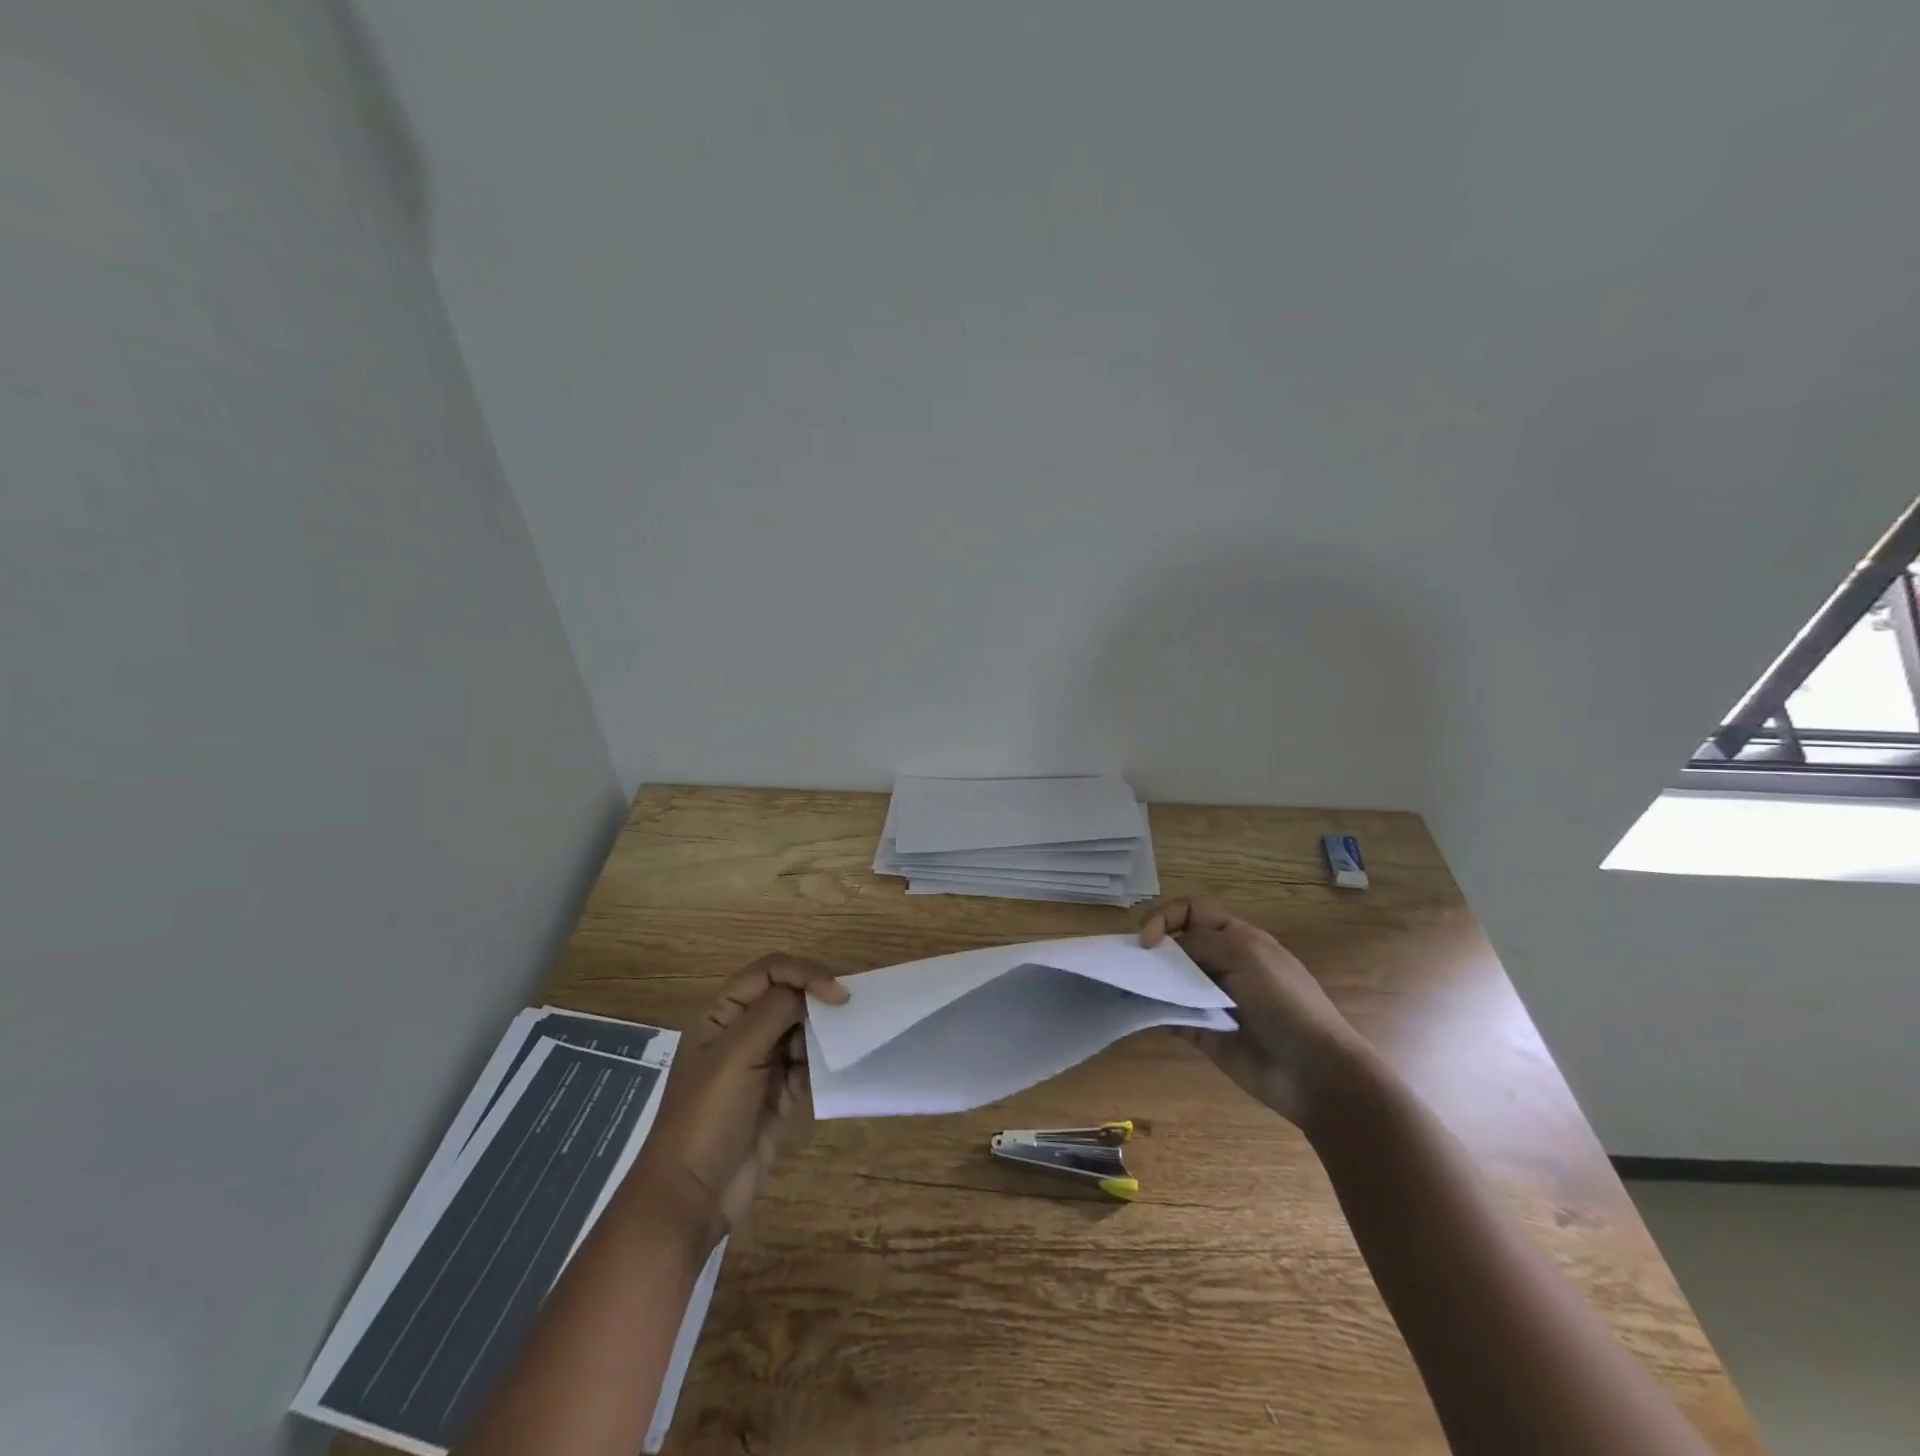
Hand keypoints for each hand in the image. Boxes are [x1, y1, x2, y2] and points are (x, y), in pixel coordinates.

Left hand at [628, 954, 848, 1244]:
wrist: (692, 1196)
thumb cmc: (707, 1115)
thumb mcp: (736, 1054)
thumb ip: (775, 1011)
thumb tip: (813, 990)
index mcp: (723, 1013)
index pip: (770, 971)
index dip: (805, 973)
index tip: (837, 994)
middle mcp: (742, 1031)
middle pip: (789, 996)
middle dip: (818, 1000)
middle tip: (850, 1013)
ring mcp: (761, 1063)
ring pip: (802, 1029)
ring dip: (823, 1031)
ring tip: (846, 1040)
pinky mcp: (779, 1093)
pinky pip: (808, 1064)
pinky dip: (823, 1061)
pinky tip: (837, 1066)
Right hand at [1141, 897, 1372, 1128]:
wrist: (1315, 1072)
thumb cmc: (1284, 1002)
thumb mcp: (1244, 954)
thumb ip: (1200, 942)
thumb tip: (1164, 947)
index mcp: (1238, 938)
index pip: (1192, 911)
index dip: (1166, 917)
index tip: (1147, 941)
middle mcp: (1223, 963)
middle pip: (1178, 944)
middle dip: (1153, 949)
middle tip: (1132, 963)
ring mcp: (1213, 999)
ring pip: (1171, 980)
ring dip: (1150, 980)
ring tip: (1128, 986)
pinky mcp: (1205, 1033)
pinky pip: (1172, 1016)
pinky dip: (1155, 1012)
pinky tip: (1141, 1013)